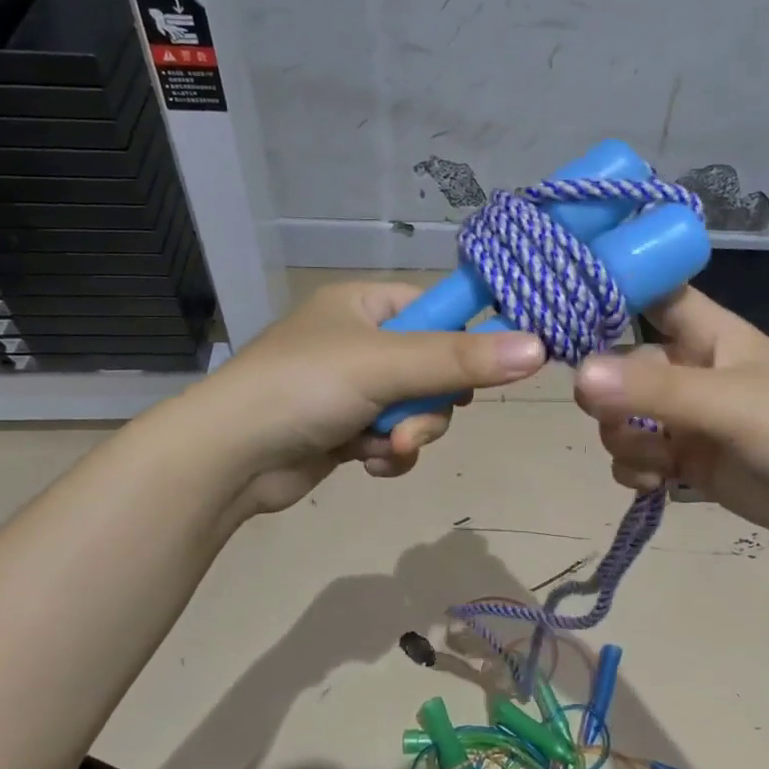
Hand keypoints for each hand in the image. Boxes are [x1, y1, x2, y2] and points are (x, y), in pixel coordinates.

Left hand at [200, 280, 544, 515]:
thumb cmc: (303, 388)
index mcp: (365, 306)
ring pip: (417, 409)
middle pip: (435, 368)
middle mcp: (361, 342)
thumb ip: (461, 359)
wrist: (228, 459)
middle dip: (430, 404)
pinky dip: (387, 454)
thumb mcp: (386, 365)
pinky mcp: (345, 430)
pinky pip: (393, 438)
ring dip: (409, 434)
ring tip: (383, 447)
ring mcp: (352, 389)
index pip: (439, 309)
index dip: (469, 338)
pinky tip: (366, 463)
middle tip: (411, 420)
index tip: (493, 367)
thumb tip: (540, 348)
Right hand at [572, 287, 768, 548]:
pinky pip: (638, 458)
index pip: (648, 293)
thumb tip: (577, 377)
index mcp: (704, 332)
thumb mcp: (726, 400)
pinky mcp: (689, 461)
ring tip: (653, 460)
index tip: (561, 310)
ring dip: (622, 440)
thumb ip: (653, 389)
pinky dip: (635, 471)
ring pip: (623, 418)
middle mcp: (689, 369)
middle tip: (620, 417)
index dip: (609, 292)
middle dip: (608, 396)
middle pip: (620, 366)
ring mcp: (687, 418)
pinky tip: (654, 484)